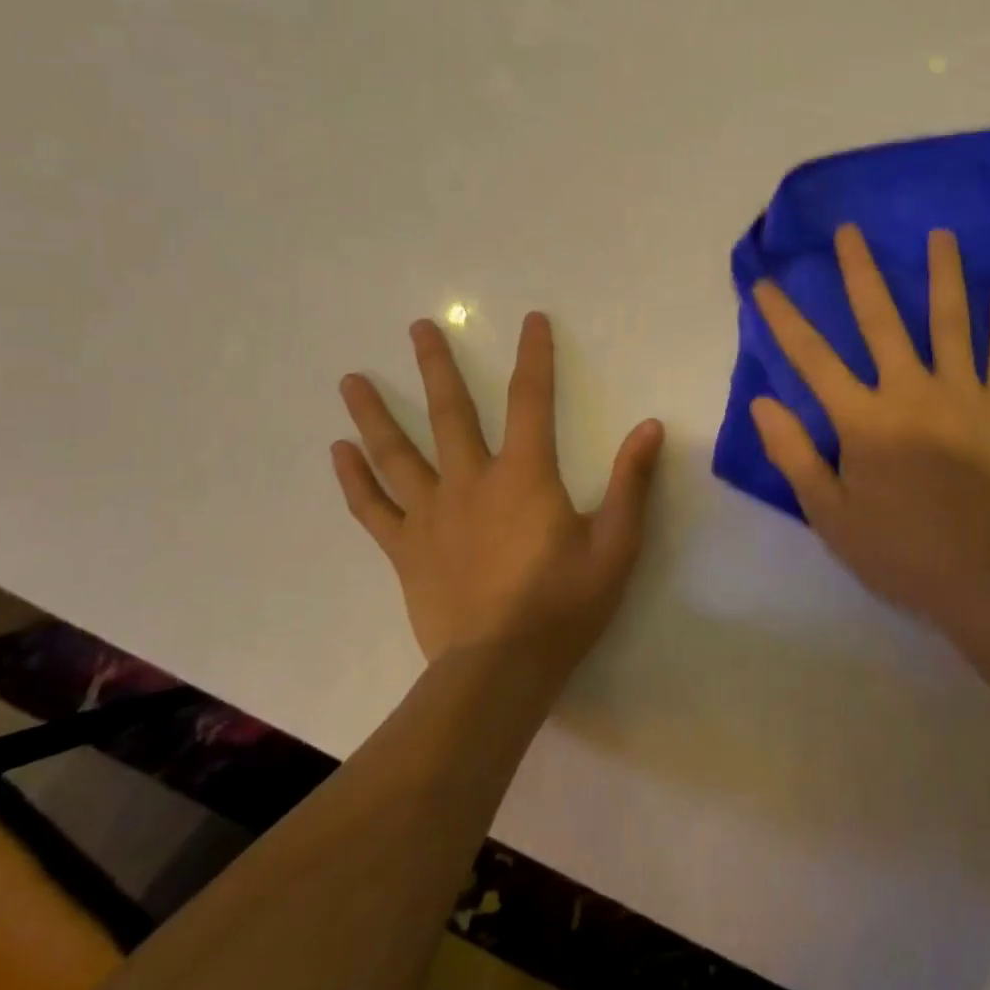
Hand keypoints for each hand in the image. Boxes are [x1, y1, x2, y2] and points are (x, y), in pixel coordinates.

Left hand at [331, 311, 664, 666]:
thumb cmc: (565, 604)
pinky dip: (354, 479)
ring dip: (376, 413)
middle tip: (419, 327)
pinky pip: (372, 507)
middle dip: (437, 366)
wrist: (500, 669)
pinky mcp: (405, 549)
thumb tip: (651, 426)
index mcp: (525, 475)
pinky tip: (338, 452)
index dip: (535, 356)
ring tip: (351, 379)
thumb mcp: (616, 543)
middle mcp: (472, 481)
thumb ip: (631, 482)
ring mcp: (431, 514)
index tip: (531, 320)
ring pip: (397, 453)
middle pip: (451, 412)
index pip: (532, 400)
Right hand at [750, 225, 989, 628]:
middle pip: (881, 321)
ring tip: (940, 235)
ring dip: (943, 275)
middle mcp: (910, 392)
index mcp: (864, 420)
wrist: (984, 576)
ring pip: (951, 322)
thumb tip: (762, 404)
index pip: (812, 359)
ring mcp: (963, 395)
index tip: (764, 283)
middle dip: (860, 273)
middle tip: (850, 231)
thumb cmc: (899, 550)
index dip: (784, 319)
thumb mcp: (830, 514)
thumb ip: (795, 455)